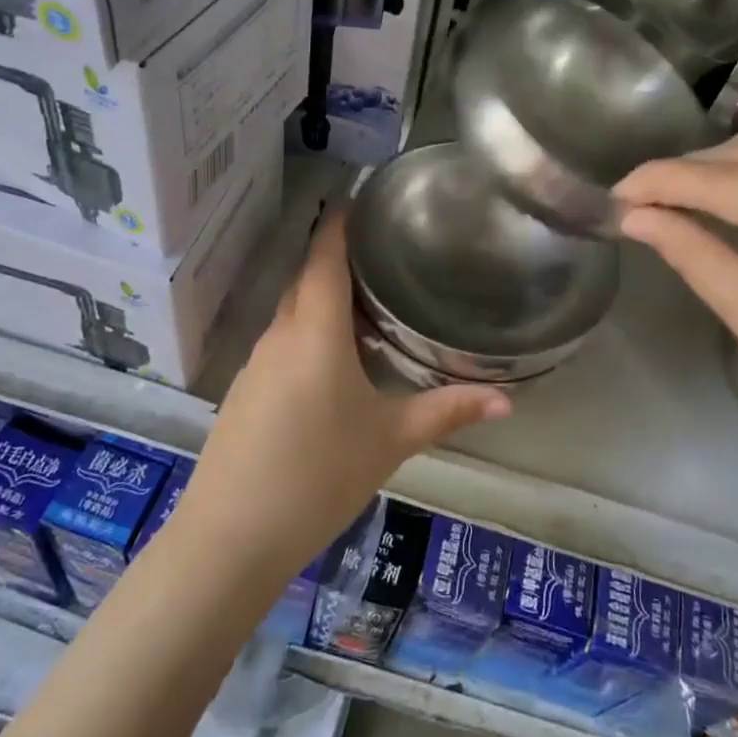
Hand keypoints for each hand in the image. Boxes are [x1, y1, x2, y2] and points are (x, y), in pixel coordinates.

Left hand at [178, 210, 511, 576]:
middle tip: (386, 255)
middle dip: (340, 261)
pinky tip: (335, 363)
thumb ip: (447, 411)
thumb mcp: (390, 440)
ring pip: (293, 312)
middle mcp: (280, 334)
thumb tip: (508, 399)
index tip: (364, 197)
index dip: (342, 222)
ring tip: (370, 306)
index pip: (325, 255)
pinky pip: (281, 342)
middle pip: (307, 279)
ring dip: (325, 301)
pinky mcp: (244, 391)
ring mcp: (255, 363)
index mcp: (315, 330)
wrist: (229, 538)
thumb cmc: (318, 475)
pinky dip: (308, 333)